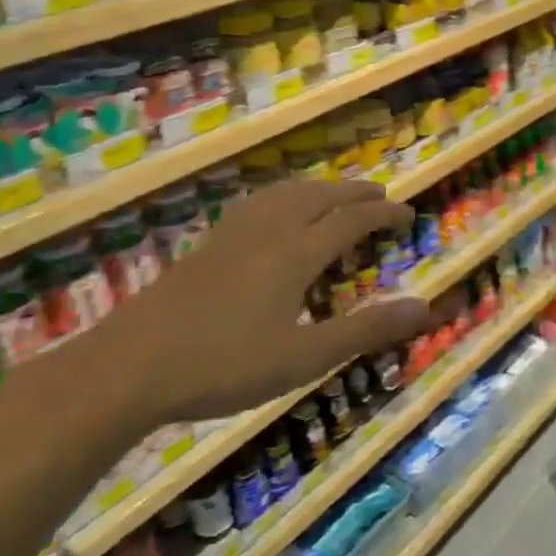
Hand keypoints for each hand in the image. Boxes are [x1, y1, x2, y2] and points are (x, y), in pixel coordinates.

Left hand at [66, 180, 433, 437]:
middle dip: (354, 192)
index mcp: (296, 252)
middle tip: (380, 195)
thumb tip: (425, 307)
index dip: (382, 214)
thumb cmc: (225, 365)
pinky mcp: (206, 245)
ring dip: (318, 188)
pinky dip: (283, 196)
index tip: (407, 213)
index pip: (351, 220)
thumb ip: (366, 331)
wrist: (129, 366)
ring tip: (334, 193)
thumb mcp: (305, 357)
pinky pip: (257, 203)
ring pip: (284, 194)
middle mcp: (268, 231)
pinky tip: (272, 212)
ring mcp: (232, 235)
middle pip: (319, 196)